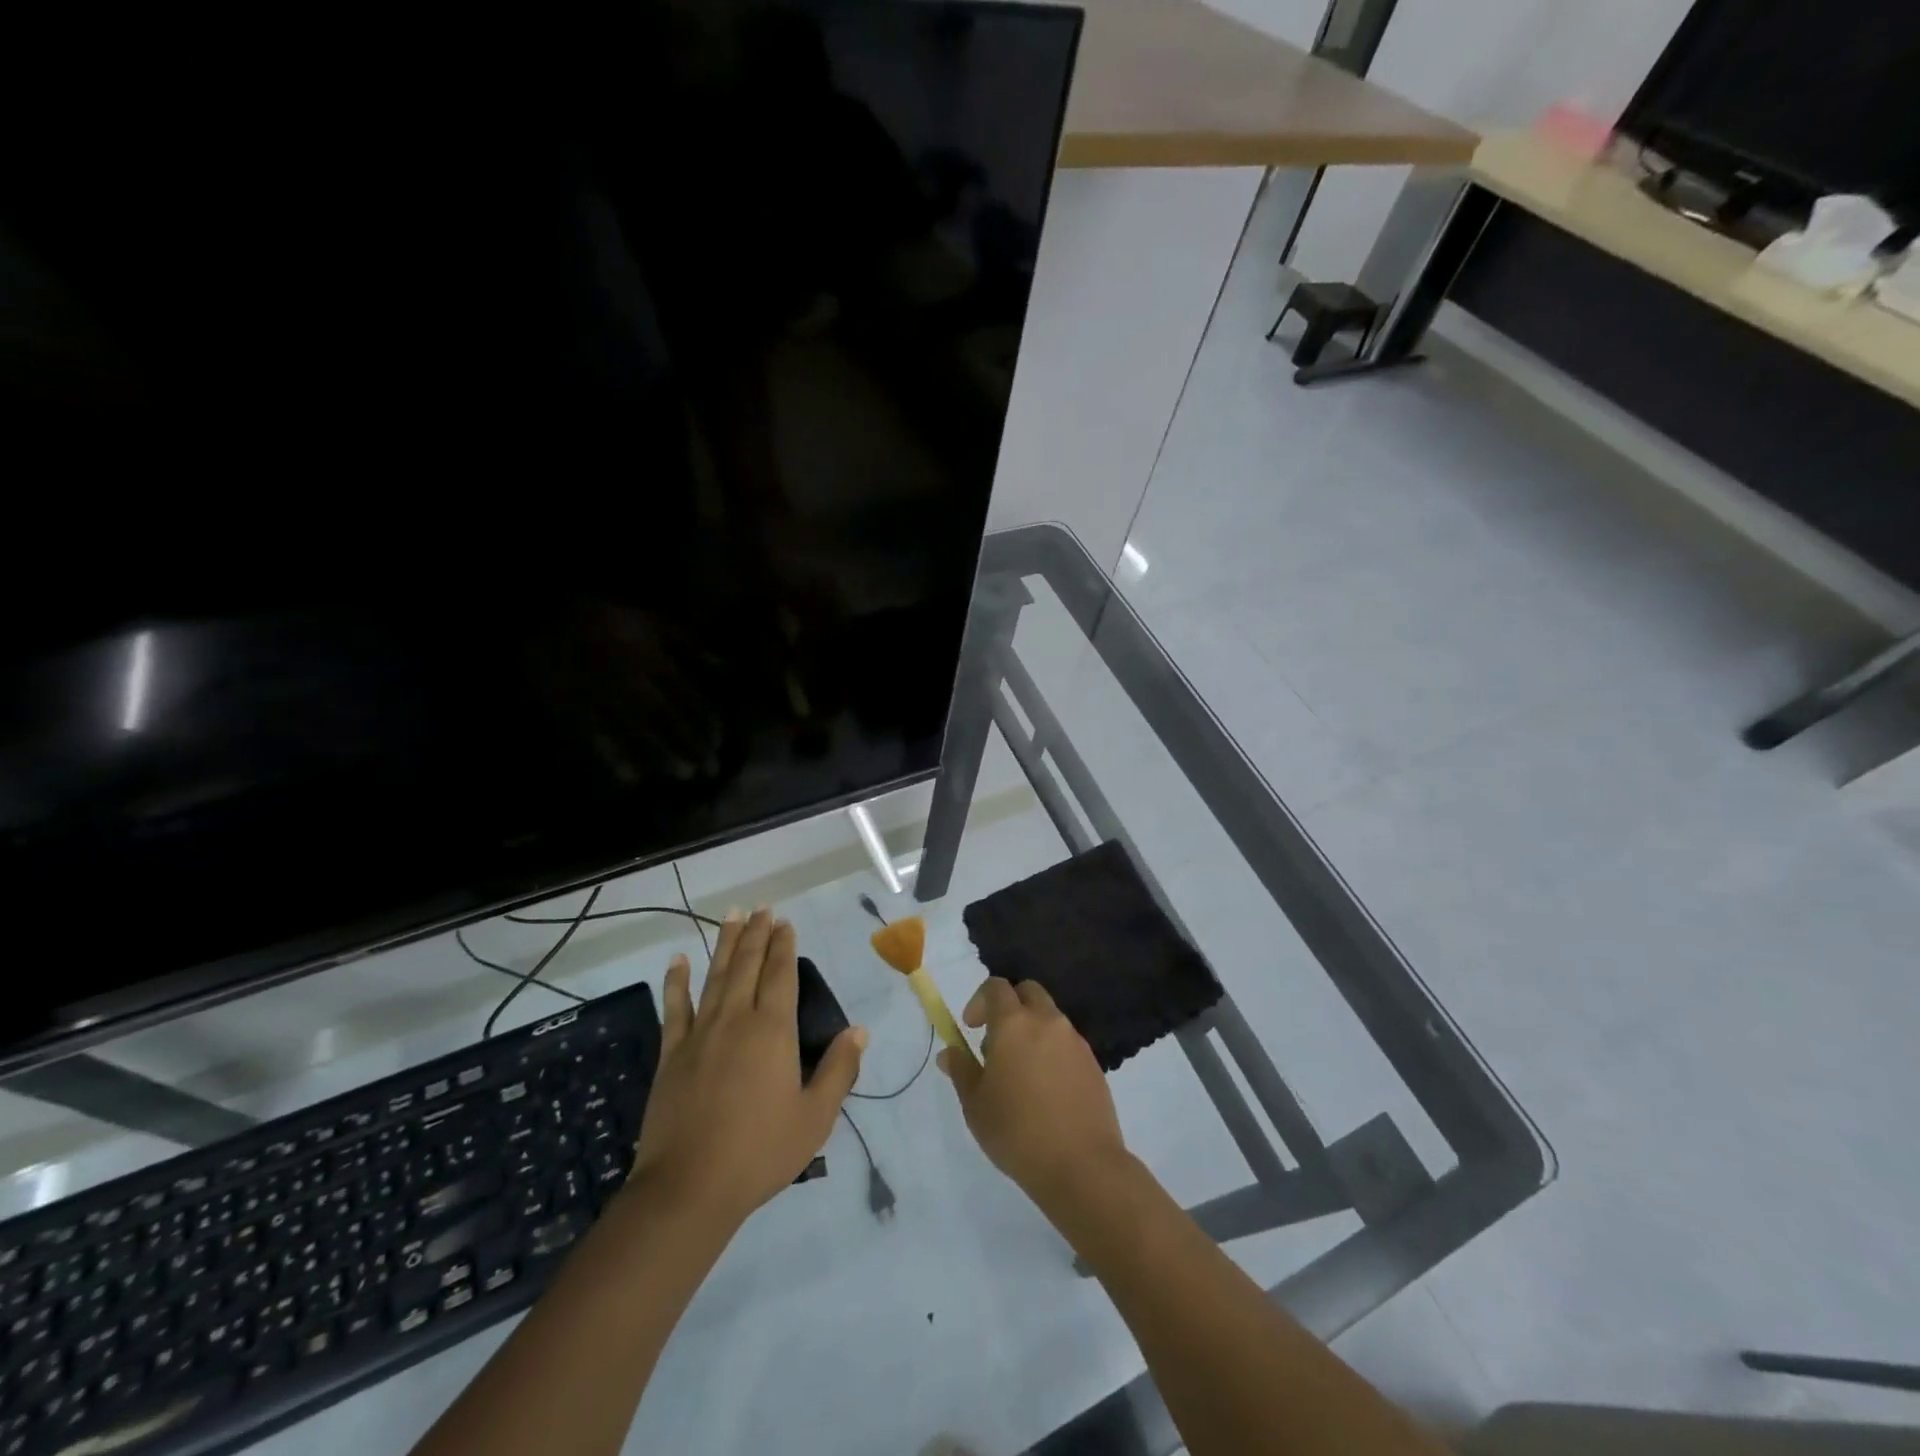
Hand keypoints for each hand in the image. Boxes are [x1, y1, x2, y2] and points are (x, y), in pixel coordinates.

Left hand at [630, 908, 864, 1228]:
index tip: (785, 922)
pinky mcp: (671, 1054)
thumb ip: (838, 1070)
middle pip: (748, 965)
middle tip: (762, 908)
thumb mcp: (815, 1117)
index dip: (784, 946)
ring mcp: (700, 1034)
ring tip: (732, 916)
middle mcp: (736, 1019)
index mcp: (773, 1031)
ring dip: (725, 944)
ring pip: (715, 976)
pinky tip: (677, 961)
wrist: (689, 1187)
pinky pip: (674, 1008)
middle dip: (757, 934)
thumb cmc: (760, 1152)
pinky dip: (676, 982)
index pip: (781, 975)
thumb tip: (859, 1031)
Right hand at [939, 977, 1126, 1209]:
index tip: (971, 1028)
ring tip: (1020, 1072)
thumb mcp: (975, 1105)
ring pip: (1049, 1016)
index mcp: (1014, 1023)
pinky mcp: (1092, 1062)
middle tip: (997, 1041)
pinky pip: (1066, 1041)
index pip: (996, 987)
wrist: (1081, 1164)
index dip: (979, 1001)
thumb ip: (961, 1070)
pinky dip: (1052, 1050)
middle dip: (1009, 1005)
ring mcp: (1074, 1040)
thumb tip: (949, 1052)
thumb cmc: (1017, 1132)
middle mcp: (1047, 1021)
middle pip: (1028, 992)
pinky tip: (1045, 1089)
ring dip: (1032, 1028)